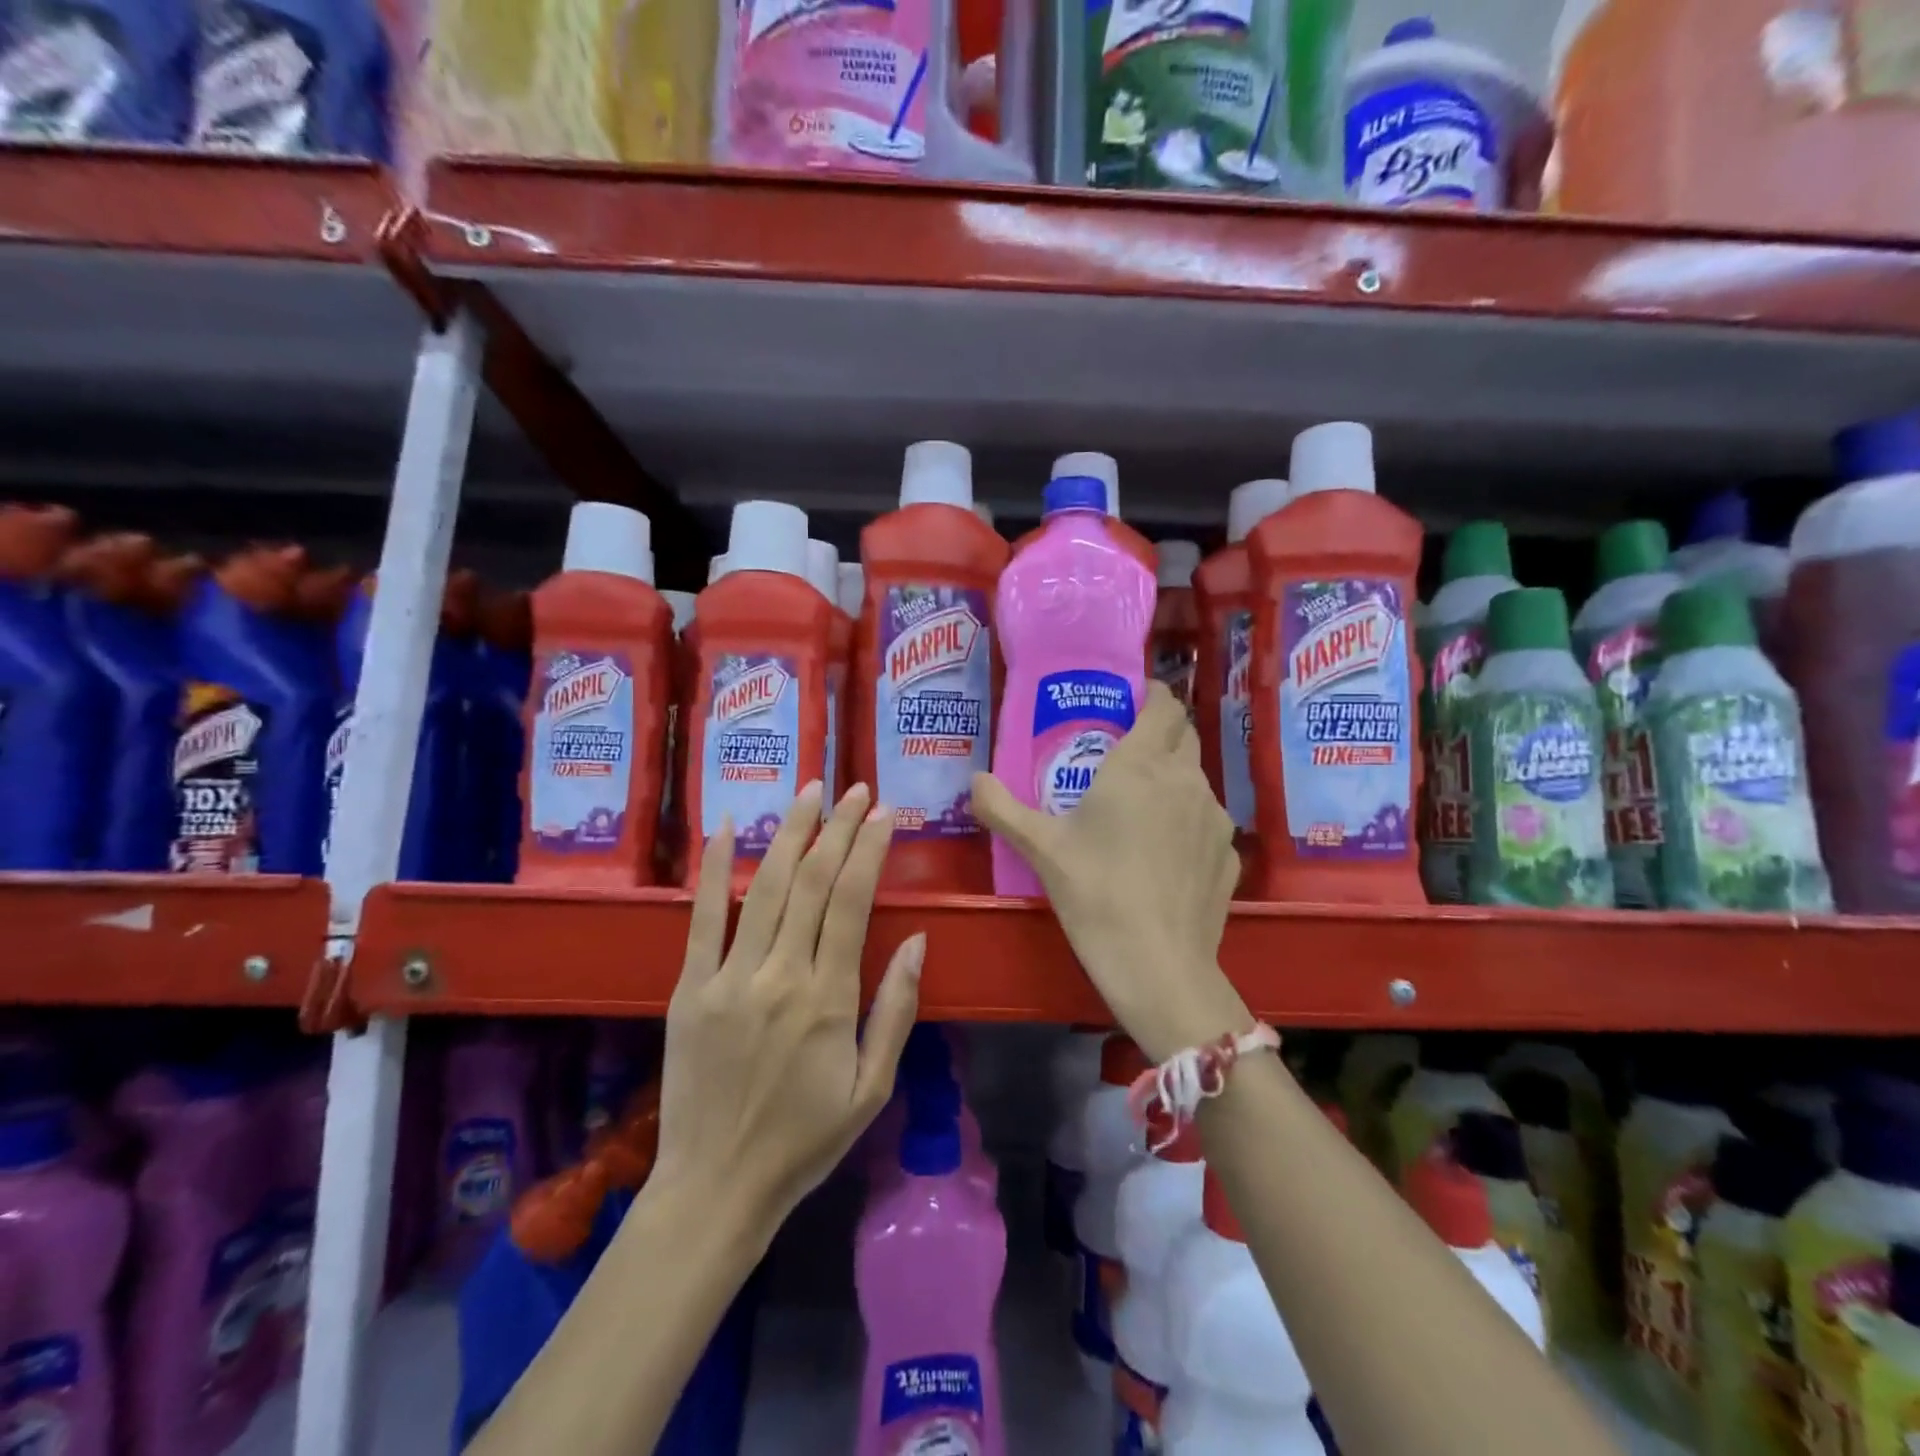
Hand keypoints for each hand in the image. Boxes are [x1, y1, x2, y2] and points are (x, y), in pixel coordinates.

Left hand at [651, 781, 924, 1227]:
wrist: (716, 1188)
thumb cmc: (805, 1141)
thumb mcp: (872, 1088)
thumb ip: (895, 1010)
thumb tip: (916, 941)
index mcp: (828, 999)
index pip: (853, 902)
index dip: (870, 851)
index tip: (885, 814)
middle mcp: (780, 975)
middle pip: (813, 882)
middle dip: (838, 827)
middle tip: (855, 789)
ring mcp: (729, 978)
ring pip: (766, 888)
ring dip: (790, 833)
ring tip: (809, 791)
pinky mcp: (690, 988)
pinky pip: (703, 918)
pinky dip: (715, 870)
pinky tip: (726, 828)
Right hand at [971, 682, 1247, 1061]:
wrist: (1158, 964)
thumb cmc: (1094, 893)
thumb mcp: (1040, 848)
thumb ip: (1001, 807)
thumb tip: (974, 781)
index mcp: (1141, 765)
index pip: (1163, 705)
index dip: (1152, 694)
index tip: (1132, 699)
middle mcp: (1186, 780)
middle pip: (1185, 735)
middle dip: (1161, 731)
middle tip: (1126, 750)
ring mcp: (1215, 818)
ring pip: (1197, 779)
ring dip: (1173, 778)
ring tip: (1141, 807)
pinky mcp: (1229, 854)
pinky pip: (1207, 821)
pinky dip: (1187, 821)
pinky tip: (1164, 854)